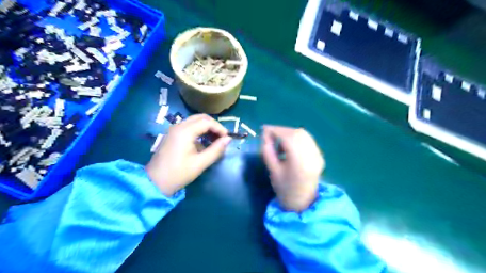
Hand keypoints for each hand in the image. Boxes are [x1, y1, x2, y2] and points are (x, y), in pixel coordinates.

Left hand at [146, 115, 230, 196]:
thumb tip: (228, 139)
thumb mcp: (200, 163)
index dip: (219, 128)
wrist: (155, 182)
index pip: (207, 122)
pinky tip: (203, 142)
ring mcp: (174, 129)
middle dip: (213, 125)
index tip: (227, 138)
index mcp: (185, 131)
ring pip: (194, 121)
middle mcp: (179, 126)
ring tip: (215, 140)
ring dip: (206, 127)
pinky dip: (199, 130)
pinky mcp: (172, 135)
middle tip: (221, 137)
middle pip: (201, 117)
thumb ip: (216, 150)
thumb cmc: (178, 174)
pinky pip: (188, 127)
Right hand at [260, 125, 323, 211]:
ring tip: (279, 141)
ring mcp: (318, 155)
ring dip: (289, 133)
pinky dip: (296, 137)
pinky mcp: (319, 155)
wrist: (302, 202)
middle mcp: (311, 156)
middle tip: (270, 135)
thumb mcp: (273, 171)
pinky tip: (289, 145)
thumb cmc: (284, 189)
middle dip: (282, 130)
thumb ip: (268, 151)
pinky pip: (307, 140)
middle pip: (297, 133)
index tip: (264, 129)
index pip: (288, 138)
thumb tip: (265, 136)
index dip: (275, 130)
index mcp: (299, 162)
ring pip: (303, 134)